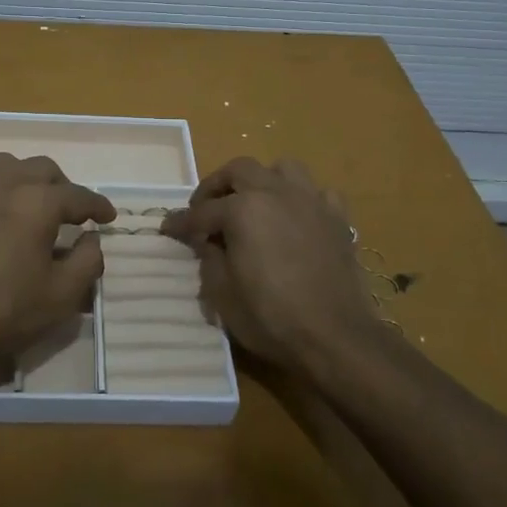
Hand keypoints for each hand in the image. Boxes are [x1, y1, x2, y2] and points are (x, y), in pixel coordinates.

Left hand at [0, 153, 114, 382]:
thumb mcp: (59, 298)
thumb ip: (87, 262)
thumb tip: (92, 238)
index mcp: (37, 202)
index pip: (78, 195)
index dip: (98, 206)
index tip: (108, 217)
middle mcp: (3, 181)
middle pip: (43, 169)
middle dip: (63, 188)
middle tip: (70, 213)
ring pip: (8, 166)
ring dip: (27, 180)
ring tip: (31, 205)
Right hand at [161, 157, 376, 372]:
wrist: (336, 337)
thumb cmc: (271, 318)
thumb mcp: (222, 295)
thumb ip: (209, 259)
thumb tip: (206, 242)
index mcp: (242, 210)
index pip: (202, 212)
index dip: (181, 222)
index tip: (167, 228)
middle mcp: (276, 193)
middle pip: (239, 170)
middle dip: (217, 186)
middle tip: (206, 209)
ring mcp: (311, 202)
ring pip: (283, 169)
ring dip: (262, 180)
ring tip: (254, 203)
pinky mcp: (338, 219)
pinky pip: (318, 193)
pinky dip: (303, 200)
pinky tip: (296, 218)